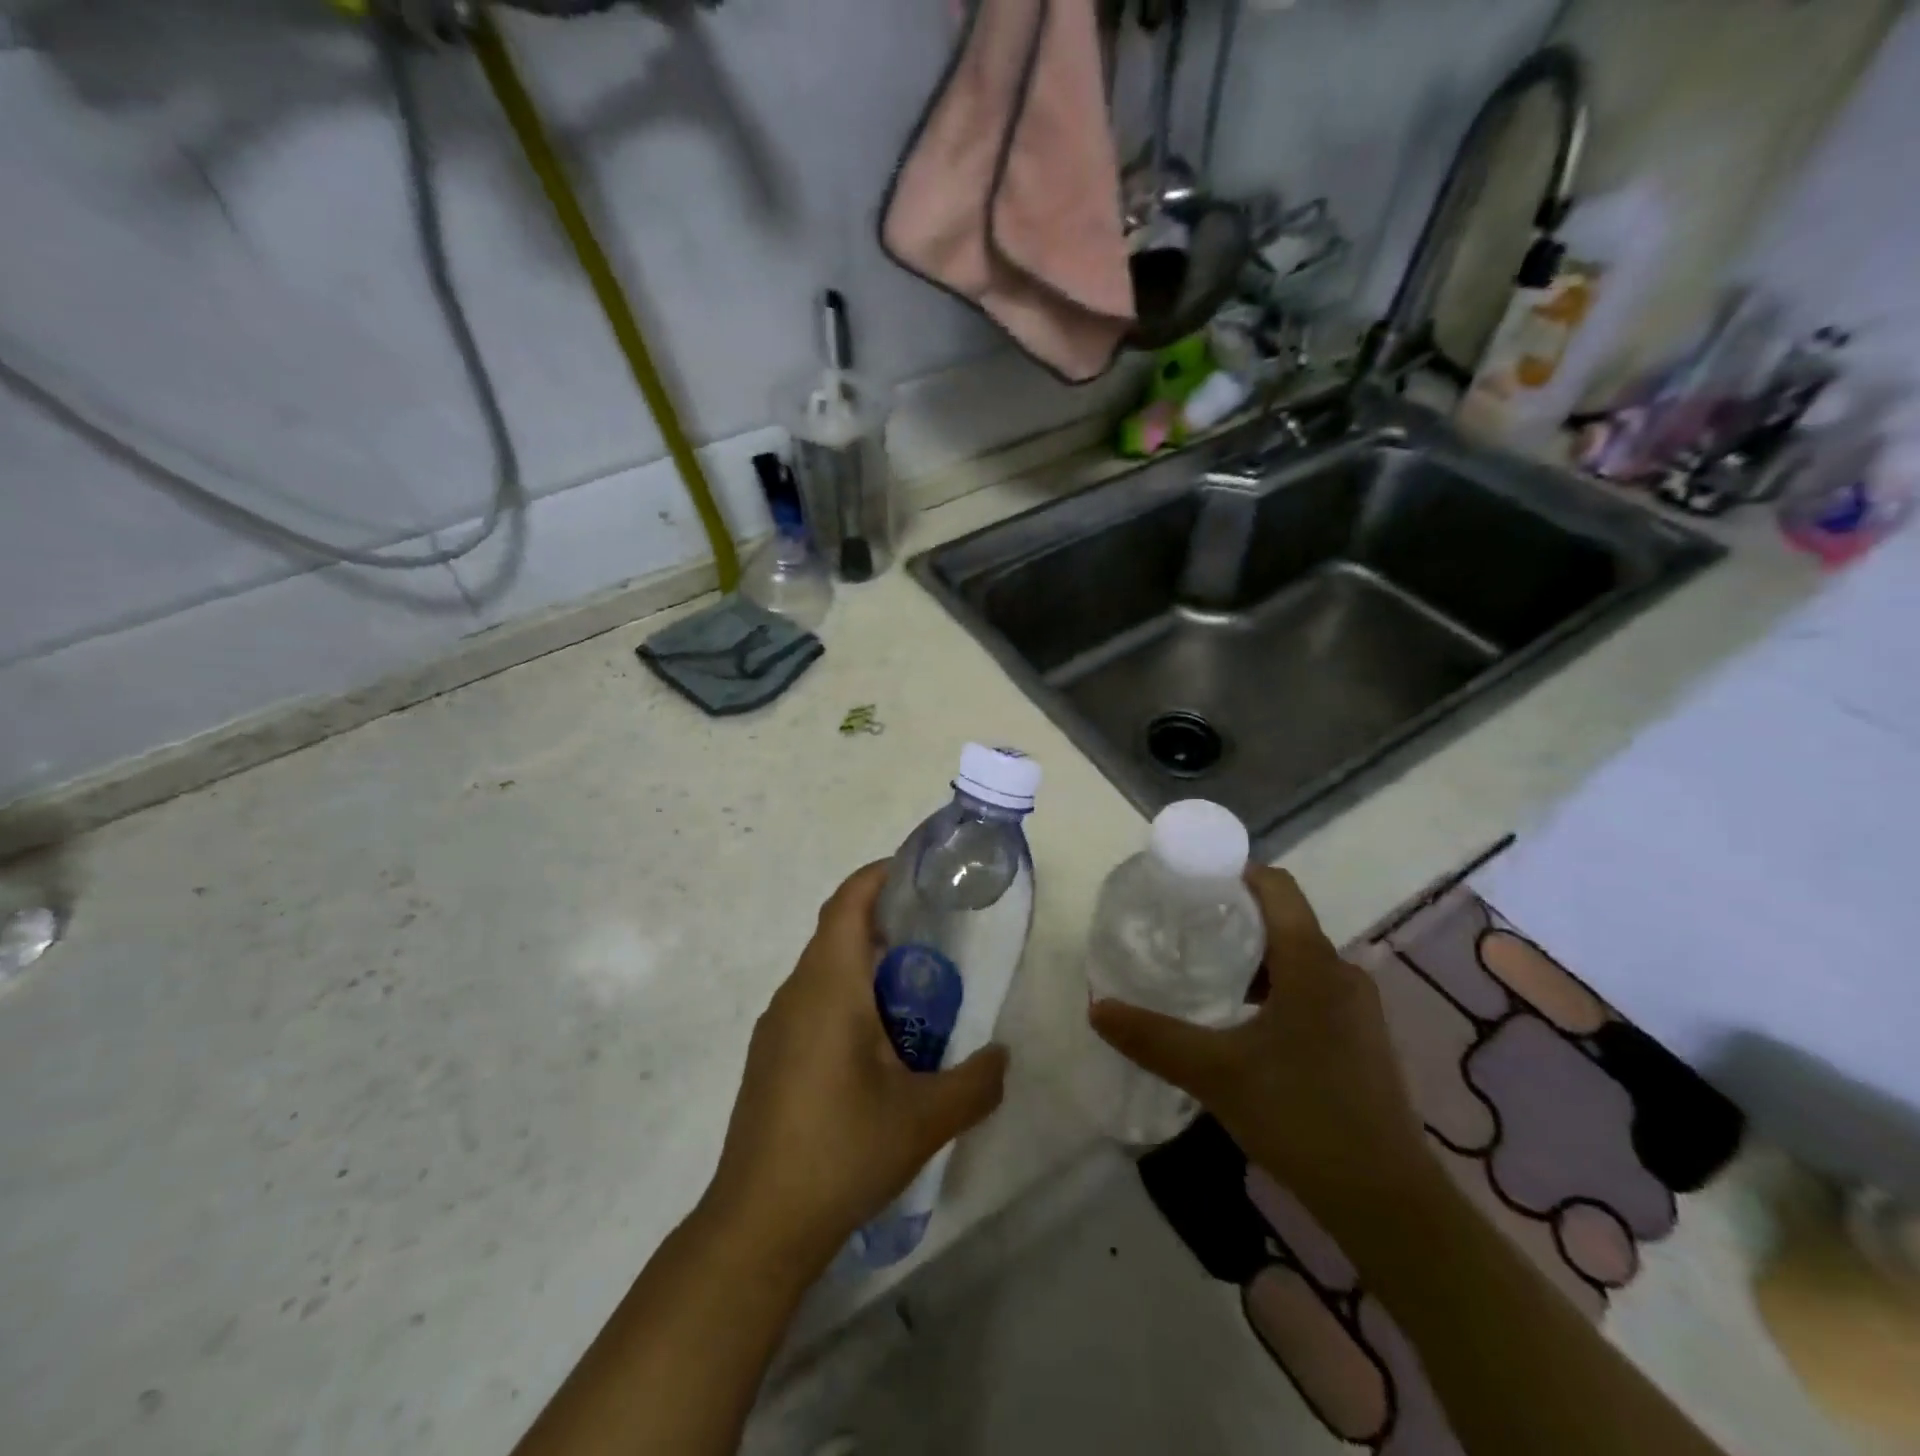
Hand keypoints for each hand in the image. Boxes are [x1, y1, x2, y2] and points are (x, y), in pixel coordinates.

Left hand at [702, 863, 1009, 1274]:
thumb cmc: (841, 1152)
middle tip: (937, 939)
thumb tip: (1002, 1057)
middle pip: (837, 932)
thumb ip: (976, 1082)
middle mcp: (795, 993)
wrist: (757, 1225)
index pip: (847, 903)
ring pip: (824, 971)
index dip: (878, 876)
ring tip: (917, 993)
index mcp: (828, 986)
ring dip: (867, 966)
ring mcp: (775, 1027)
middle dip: (885, 923)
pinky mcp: (769, 1057)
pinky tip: (878, 1046)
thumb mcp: (925, 1118)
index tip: (918, 872)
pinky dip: (848, 998)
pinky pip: (813, 1003)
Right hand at [1090, 865, 1427, 1221]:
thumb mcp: (1216, 1073)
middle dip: (1230, 917)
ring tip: (1199, 970)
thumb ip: (1153, 1038)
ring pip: (1294, 958)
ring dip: (1249, 957)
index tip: (1187, 883)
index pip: (1276, 887)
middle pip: (1282, 920)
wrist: (1387, 1203)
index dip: (1233, 873)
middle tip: (1179, 929)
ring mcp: (1355, 1008)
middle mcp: (1340, 973)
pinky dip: (1269, 988)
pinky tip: (1236, 1020)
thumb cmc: (1302, 1117)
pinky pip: (1307, 989)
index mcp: (1313, 963)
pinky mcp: (1357, 1039)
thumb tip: (1097, 1008)